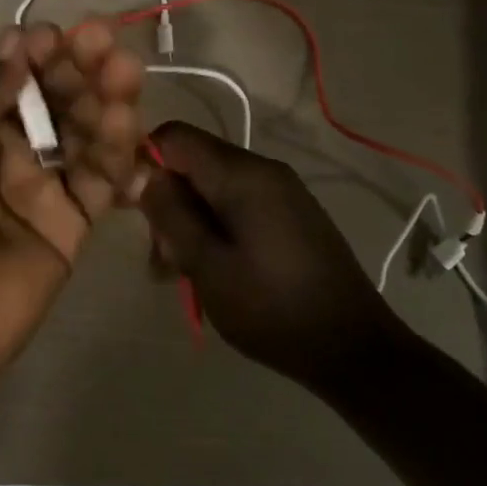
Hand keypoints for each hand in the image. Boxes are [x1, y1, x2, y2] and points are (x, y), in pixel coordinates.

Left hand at [0, 22, 146, 395]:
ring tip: (124, 75)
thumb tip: (16, 44)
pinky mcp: (69, 227)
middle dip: (78, 66)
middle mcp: (5, 150)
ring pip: (84, 133)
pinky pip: (101, 183)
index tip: (53, 35)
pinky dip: (120, 155)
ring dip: (106, 100)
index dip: (34, 53)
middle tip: (104, 42)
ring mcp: (40, 188)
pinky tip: (131, 125)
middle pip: (54, 99)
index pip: (10, 77)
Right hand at [137, 121, 400, 388]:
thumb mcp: (208, 265)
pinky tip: (212, 270)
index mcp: (242, 174)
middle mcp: (263, 169)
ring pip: (213, 188)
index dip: (144, 161)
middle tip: (160, 258)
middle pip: (194, 163)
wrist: (355, 348)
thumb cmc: (273, 308)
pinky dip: (215, 228)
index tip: (131, 206)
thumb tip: (143, 174)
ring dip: (189, 222)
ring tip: (180, 274)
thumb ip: (171, 214)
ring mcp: (281, 191)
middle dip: (167, 202)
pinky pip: (238, 204)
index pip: (175, 136)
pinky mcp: (290, 214)